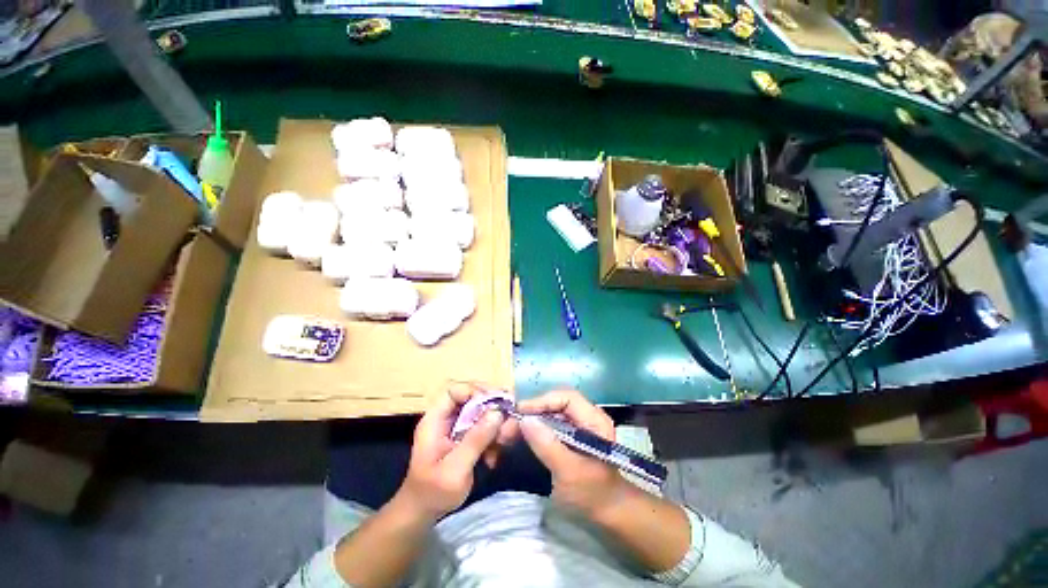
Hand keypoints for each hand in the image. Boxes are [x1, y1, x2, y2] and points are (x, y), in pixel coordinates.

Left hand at [395, 383, 513, 519]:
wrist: (423, 514)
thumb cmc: (433, 493)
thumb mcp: (455, 469)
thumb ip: (476, 440)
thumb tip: (498, 412)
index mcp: (435, 420)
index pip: (454, 390)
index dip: (474, 391)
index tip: (495, 402)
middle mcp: (446, 418)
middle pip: (472, 398)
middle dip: (492, 408)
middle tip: (509, 418)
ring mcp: (456, 428)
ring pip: (481, 412)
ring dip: (496, 425)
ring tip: (505, 441)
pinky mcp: (465, 438)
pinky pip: (484, 428)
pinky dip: (493, 439)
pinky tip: (494, 458)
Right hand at [518, 390, 629, 518]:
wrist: (608, 513)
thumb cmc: (592, 493)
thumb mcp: (569, 471)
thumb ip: (547, 445)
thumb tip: (524, 420)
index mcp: (594, 420)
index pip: (566, 398)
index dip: (542, 401)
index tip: (519, 412)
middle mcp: (586, 416)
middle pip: (555, 404)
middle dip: (531, 412)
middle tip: (509, 425)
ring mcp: (577, 426)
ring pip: (550, 414)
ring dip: (529, 421)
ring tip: (509, 431)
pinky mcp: (569, 436)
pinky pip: (549, 425)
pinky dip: (534, 430)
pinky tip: (519, 437)